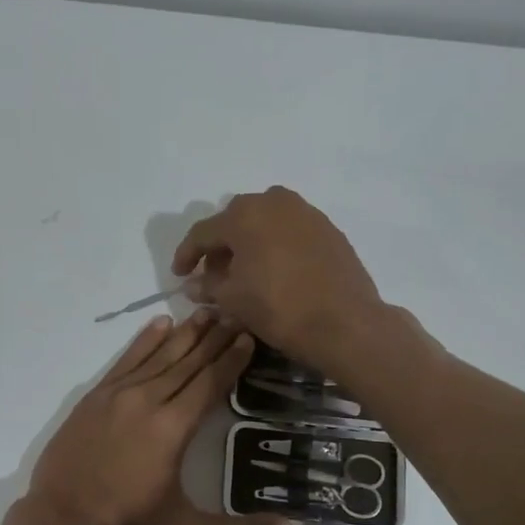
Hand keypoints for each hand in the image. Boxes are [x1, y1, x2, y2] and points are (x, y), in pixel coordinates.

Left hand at [27, 311, 292, 524]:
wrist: (61, 521)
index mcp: (173, 428)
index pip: (209, 383)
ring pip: (158, 355)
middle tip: (234, 314)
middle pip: (188, 362)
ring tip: (205, 312)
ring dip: (184, 333)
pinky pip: (125, 360)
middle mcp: (148, 401)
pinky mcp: (95, 397)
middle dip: (213, 338)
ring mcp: (118, 395)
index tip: (247, 336)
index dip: (230, 360)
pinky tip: (160, 324)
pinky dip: (144, 341)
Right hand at [171, 187, 386, 378]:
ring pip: (265, 222)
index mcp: (244, 215)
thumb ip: (208, 286)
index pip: (203, 232)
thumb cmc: (279, 307)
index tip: (179, 274)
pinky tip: (276, 271)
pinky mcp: (328, 229)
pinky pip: (290, 231)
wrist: (345, 322)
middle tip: (214, 273)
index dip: (186, 254)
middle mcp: (274, 202)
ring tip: (246, 272)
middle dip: (220, 246)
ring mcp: (306, 212)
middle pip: (235, 220)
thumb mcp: (233, 300)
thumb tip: (194, 284)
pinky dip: (276, 245)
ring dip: (250, 242)